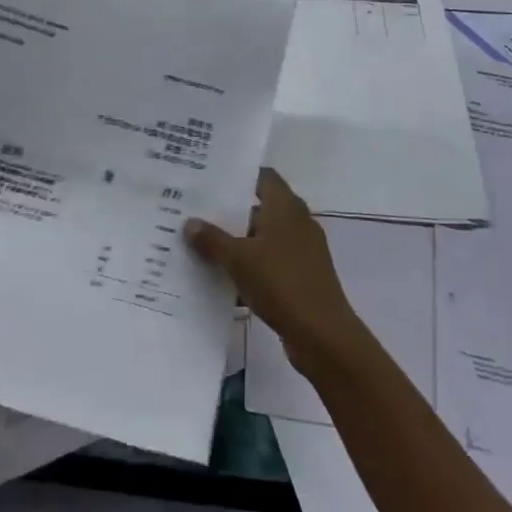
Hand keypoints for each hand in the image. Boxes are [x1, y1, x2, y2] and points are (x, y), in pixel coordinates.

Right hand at [184, 169, 368, 373]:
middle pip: (260, 207)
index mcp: (286, 207)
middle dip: (229, 211)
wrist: (322, 335)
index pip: (262, 177)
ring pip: (263, 237)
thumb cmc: (281, 283)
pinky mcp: (302, 276)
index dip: (238, 175)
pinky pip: (270, 262)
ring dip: (237, 241)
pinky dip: (250, 266)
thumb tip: (190, 222)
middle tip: (195, 212)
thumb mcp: (238, 259)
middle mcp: (297, 222)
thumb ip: (212, 239)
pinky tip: (223, 277)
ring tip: (201, 244)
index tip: (208, 179)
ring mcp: (302, 251)